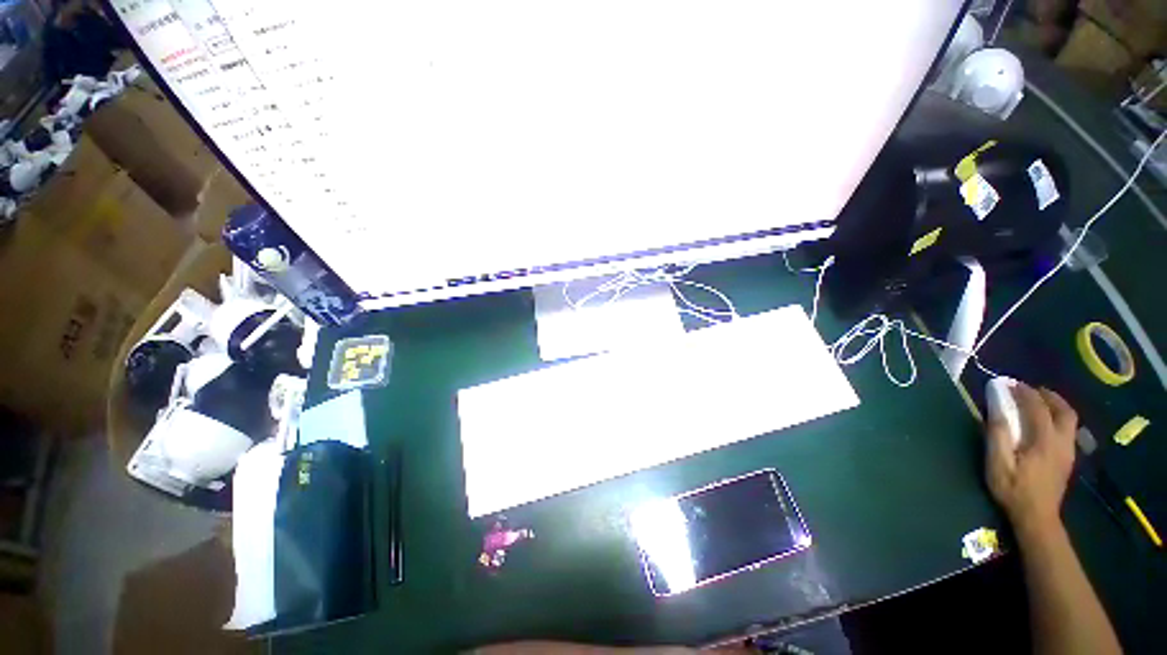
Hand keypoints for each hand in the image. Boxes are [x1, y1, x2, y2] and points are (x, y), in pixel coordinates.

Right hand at [984, 383, 1077, 536]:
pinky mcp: (1068, 460)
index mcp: (1044, 441)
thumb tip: (995, 409)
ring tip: (1040, 402)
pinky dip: (1058, 419)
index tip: (1010, 383)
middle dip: (1049, 396)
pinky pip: (1068, 431)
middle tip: (1031, 390)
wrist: (1036, 518)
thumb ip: (998, 435)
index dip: (1025, 393)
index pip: (1038, 408)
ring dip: (1056, 406)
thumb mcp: (998, 464)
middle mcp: (1062, 442)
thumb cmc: (1013, 489)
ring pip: (1070, 421)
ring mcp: (1068, 452)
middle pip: (1064, 411)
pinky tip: (1046, 424)